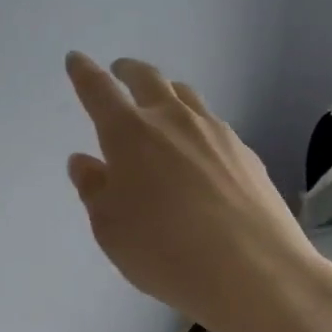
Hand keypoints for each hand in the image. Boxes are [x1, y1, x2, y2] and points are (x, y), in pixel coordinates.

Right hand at [64, 52, 331, 331]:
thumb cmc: (164, 251)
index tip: (76, 59)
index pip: (98, 90)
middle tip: (119, 71)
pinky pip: (212, 124)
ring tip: (159, 103)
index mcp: (129, 133)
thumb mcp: (110, 228)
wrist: (255, 272)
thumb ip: (93, 188)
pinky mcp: (245, 152)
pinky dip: (194, 124)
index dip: (84, 72)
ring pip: (185, 95)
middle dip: (128, 71)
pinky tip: (197, 149)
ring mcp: (214, 132)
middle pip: (147, 78)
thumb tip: (83, 160)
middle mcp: (172, 120)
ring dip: (165, 91)